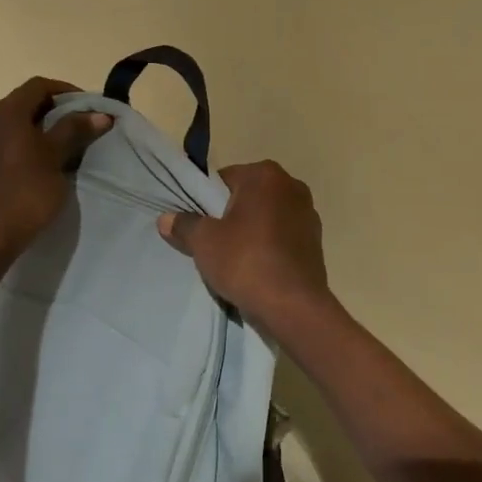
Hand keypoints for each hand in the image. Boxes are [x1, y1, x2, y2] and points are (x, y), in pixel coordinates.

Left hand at [0, 77, 111, 263]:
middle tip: (71, 127)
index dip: (64, 90)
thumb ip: (74, 130)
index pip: (38, 86)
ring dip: (26, 132)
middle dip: (47, 111)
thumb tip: (99, 113)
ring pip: (3, 128)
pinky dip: (9, 152)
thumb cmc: (25, 194)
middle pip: (19, 105)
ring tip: (48, 151)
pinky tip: (20, 172)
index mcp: (6, 114)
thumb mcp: (56, 159)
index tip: (85, 106)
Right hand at [156, 161, 341, 341]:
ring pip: (266, 216)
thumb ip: (184, 225)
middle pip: (247, 196)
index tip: (198, 225)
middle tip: (213, 242)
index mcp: (265, 175)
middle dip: (230, 215)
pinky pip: (282, 235)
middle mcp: (291, 185)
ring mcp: (307, 212)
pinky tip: (257, 268)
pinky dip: (269, 246)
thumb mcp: (204, 242)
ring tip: (235, 259)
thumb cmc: (246, 262)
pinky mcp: (316, 240)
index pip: (225, 179)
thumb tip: (165, 219)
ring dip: (251, 231)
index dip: (206, 201)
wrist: (293, 306)